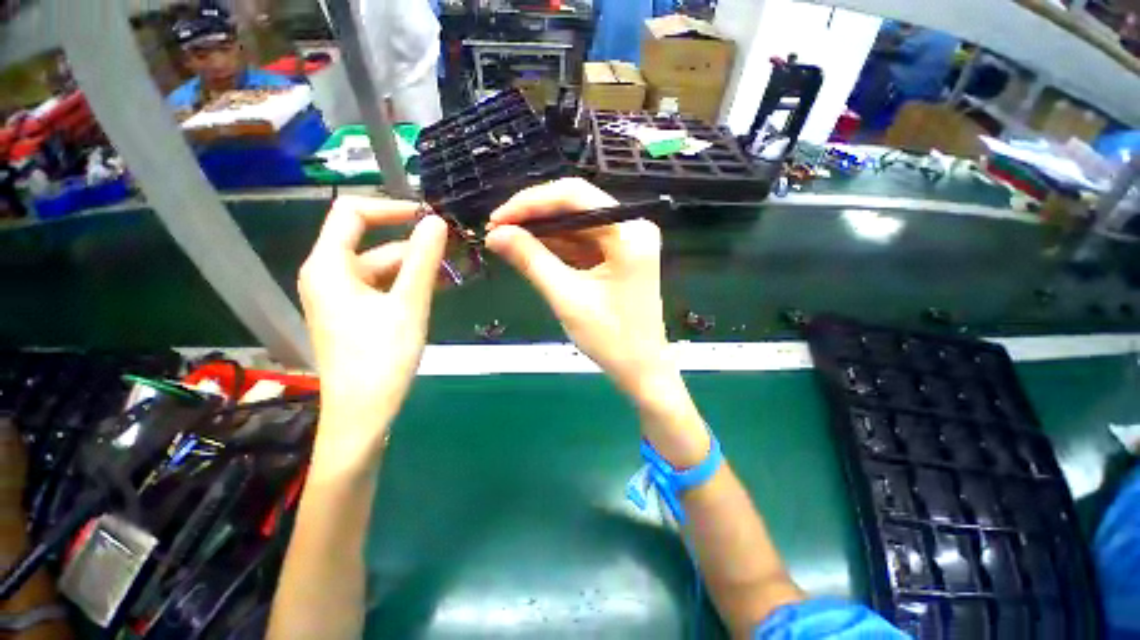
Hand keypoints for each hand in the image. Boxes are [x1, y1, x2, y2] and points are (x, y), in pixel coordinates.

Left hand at [298, 196, 446, 468]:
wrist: (362, 413)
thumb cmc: (381, 358)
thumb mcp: (408, 304)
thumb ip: (423, 260)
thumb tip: (437, 221)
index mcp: (330, 266)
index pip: (353, 213)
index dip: (391, 208)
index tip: (429, 217)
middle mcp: (329, 275)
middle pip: (372, 242)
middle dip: (413, 244)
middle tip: (455, 248)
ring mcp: (341, 296)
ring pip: (381, 267)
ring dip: (416, 267)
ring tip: (453, 270)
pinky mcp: (354, 314)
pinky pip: (382, 287)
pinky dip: (408, 284)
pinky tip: (435, 289)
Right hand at [484, 178, 671, 397]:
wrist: (641, 369)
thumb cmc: (611, 339)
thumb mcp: (567, 297)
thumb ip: (531, 260)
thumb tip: (495, 235)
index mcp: (629, 233)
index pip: (575, 197)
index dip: (531, 203)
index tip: (497, 219)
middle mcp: (632, 228)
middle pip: (576, 207)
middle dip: (534, 217)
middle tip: (498, 230)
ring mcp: (628, 241)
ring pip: (577, 224)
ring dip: (543, 232)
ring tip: (507, 240)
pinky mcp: (620, 256)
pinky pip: (583, 242)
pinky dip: (557, 246)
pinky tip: (531, 250)